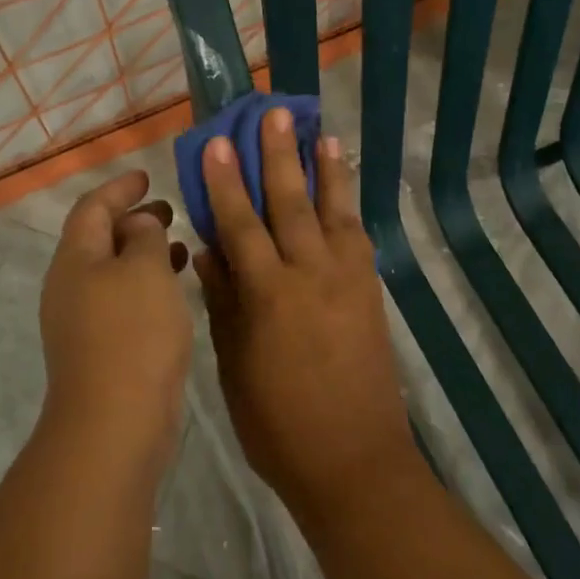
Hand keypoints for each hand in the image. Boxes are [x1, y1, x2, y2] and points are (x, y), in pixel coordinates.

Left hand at [38, 170, 194, 467]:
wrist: (115, 423)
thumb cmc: (132, 333)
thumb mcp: (145, 269)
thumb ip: (144, 236)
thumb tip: (137, 224)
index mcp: (75, 258)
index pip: (92, 207)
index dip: (119, 188)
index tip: (146, 175)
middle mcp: (71, 285)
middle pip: (99, 238)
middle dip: (133, 220)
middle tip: (170, 210)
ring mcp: (82, 321)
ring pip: (114, 271)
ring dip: (144, 253)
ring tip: (182, 246)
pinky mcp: (100, 349)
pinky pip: (123, 300)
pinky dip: (147, 285)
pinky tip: (175, 291)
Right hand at [194, 110, 418, 523]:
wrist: (355, 464)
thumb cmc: (278, 425)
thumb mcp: (234, 366)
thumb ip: (224, 302)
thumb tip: (208, 251)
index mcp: (269, 296)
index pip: (241, 224)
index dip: (225, 181)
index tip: (217, 141)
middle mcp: (311, 276)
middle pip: (290, 204)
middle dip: (278, 156)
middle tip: (274, 114)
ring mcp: (347, 282)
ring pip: (333, 212)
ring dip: (325, 170)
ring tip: (322, 133)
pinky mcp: (370, 294)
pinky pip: (358, 239)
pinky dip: (350, 208)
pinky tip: (344, 191)